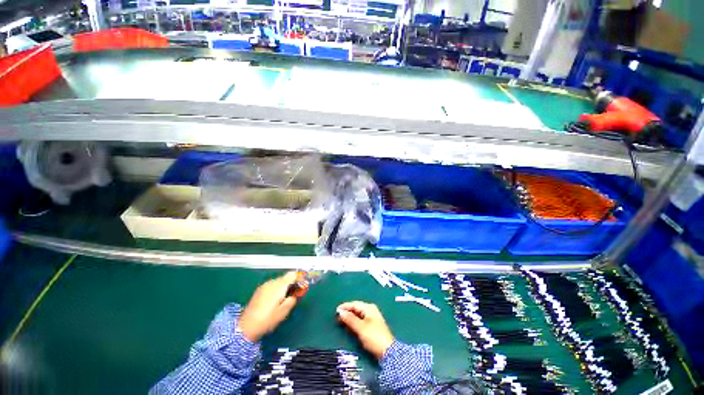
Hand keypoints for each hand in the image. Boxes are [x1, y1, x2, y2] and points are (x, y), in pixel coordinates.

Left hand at [239, 272, 297, 341]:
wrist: (246, 326)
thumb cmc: (268, 319)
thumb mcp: (284, 312)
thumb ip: (293, 299)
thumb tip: (296, 293)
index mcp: (279, 286)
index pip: (292, 275)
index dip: (299, 278)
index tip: (302, 286)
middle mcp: (272, 282)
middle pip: (286, 277)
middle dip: (291, 283)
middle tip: (294, 295)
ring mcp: (265, 285)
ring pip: (279, 281)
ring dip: (284, 286)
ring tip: (283, 299)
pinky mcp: (259, 290)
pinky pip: (272, 285)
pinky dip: (276, 289)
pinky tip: (274, 300)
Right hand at [337, 301, 393, 359]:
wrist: (387, 352)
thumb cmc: (373, 337)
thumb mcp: (360, 328)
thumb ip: (350, 319)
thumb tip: (340, 312)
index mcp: (369, 308)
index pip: (354, 304)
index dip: (345, 307)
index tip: (335, 311)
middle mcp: (370, 311)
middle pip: (356, 309)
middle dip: (347, 313)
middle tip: (337, 318)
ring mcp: (371, 319)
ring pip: (357, 316)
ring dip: (349, 319)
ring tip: (341, 323)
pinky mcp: (371, 327)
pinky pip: (360, 322)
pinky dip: (354, 323)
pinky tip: (349, 328)